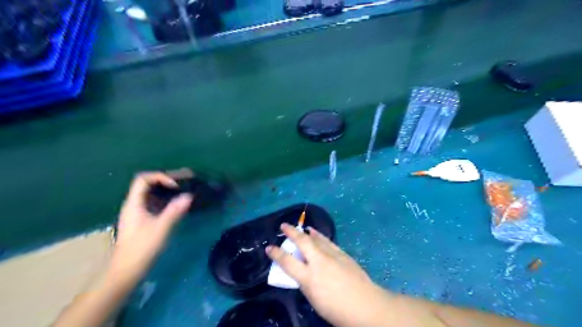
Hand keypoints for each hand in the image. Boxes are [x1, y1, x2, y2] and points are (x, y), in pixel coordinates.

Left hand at [107, 172, 191, 281]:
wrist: (126, 271)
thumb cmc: (142, 248)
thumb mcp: (161, 228)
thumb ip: (174, 211)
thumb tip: (189, 196)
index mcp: (134, 204)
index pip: (143, 179)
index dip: (160, 177)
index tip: (175, 185)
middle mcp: (134, 205)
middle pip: (148, 184)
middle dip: (167, 180)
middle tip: (186, 179)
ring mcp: (137, 212)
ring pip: (152, 193)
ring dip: (168, 189)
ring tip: (185, 187)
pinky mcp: (142, 220)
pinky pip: (155, 202)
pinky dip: (167, 199)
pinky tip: (178, 203)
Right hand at [265, 223, 392, 326]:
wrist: (366, 305)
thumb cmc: (337, 310)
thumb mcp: (314, 300)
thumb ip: (305, 283)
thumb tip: (301, 272)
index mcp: (309, 277)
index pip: (287, 262)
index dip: (276, 254)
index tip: (269, 248)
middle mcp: (319, 262)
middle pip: (302, 242)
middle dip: (291, 232)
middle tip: (283, 226)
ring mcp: (332, 255)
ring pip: (315, 238)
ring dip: (305, 232)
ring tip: (298, 228)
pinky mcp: (342, 253)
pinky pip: (327, 241)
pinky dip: (319, 235)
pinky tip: (315, 233)